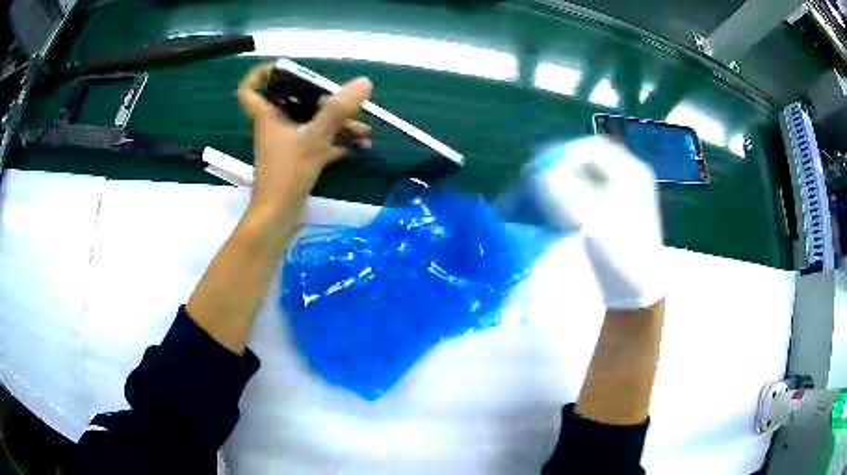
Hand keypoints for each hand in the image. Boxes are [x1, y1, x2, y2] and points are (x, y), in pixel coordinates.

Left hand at [237, 63, 372, 213]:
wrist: (279, 214)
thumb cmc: (287, 173)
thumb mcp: (314, 137)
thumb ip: (338, 109)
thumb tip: (363, 83)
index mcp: (268, 116)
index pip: (249, 90)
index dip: (259, 75)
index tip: (281, 68)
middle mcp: (275, 126)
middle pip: (292, 101)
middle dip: (321, 98)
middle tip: (344, 98)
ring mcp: (287, 144)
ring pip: (310, 123)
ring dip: (336, 123)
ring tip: (364, 128)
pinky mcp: (297, 159)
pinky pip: (317, 142)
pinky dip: (335, 141)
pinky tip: (358, 145)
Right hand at [534, 137, 663, 309]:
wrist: (636, 290)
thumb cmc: (618, 250)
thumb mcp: (587, 216)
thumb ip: (560, 187)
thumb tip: (540, 170)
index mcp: (630, 171)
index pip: (591, 147)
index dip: (563, 153)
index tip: (542, 169)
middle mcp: (630, 177)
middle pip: (590, 161)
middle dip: (563, 168)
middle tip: (541, 180)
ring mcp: (625, 196)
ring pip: (589, 178)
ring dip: (566, 183)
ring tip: (547, 196)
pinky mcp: (617, 214)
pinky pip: (591, 195)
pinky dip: (573, 198)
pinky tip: (560, 211)